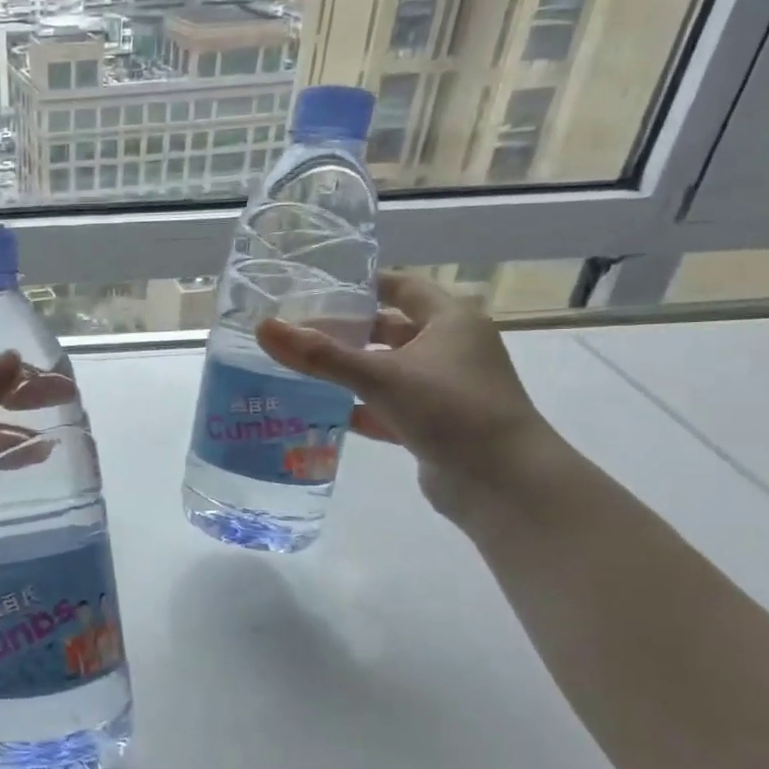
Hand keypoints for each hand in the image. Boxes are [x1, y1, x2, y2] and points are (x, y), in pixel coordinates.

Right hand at [256, 271, 568, 522]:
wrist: (504, 483)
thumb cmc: (451, 410)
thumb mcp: (381, 376)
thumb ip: (321, 355)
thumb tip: (264, 328)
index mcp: (451, 321)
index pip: (402, 287)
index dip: (363, 284)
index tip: (317, 288)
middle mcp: (451, 349)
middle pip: (391, 329)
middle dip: (348, 330)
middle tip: (298, 332)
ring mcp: (444, 389)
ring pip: (388, 370)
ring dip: (350, 371)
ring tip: (300, 369)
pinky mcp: (435, 425)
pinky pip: (389, 406)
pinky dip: (360, 407)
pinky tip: (323, 411)